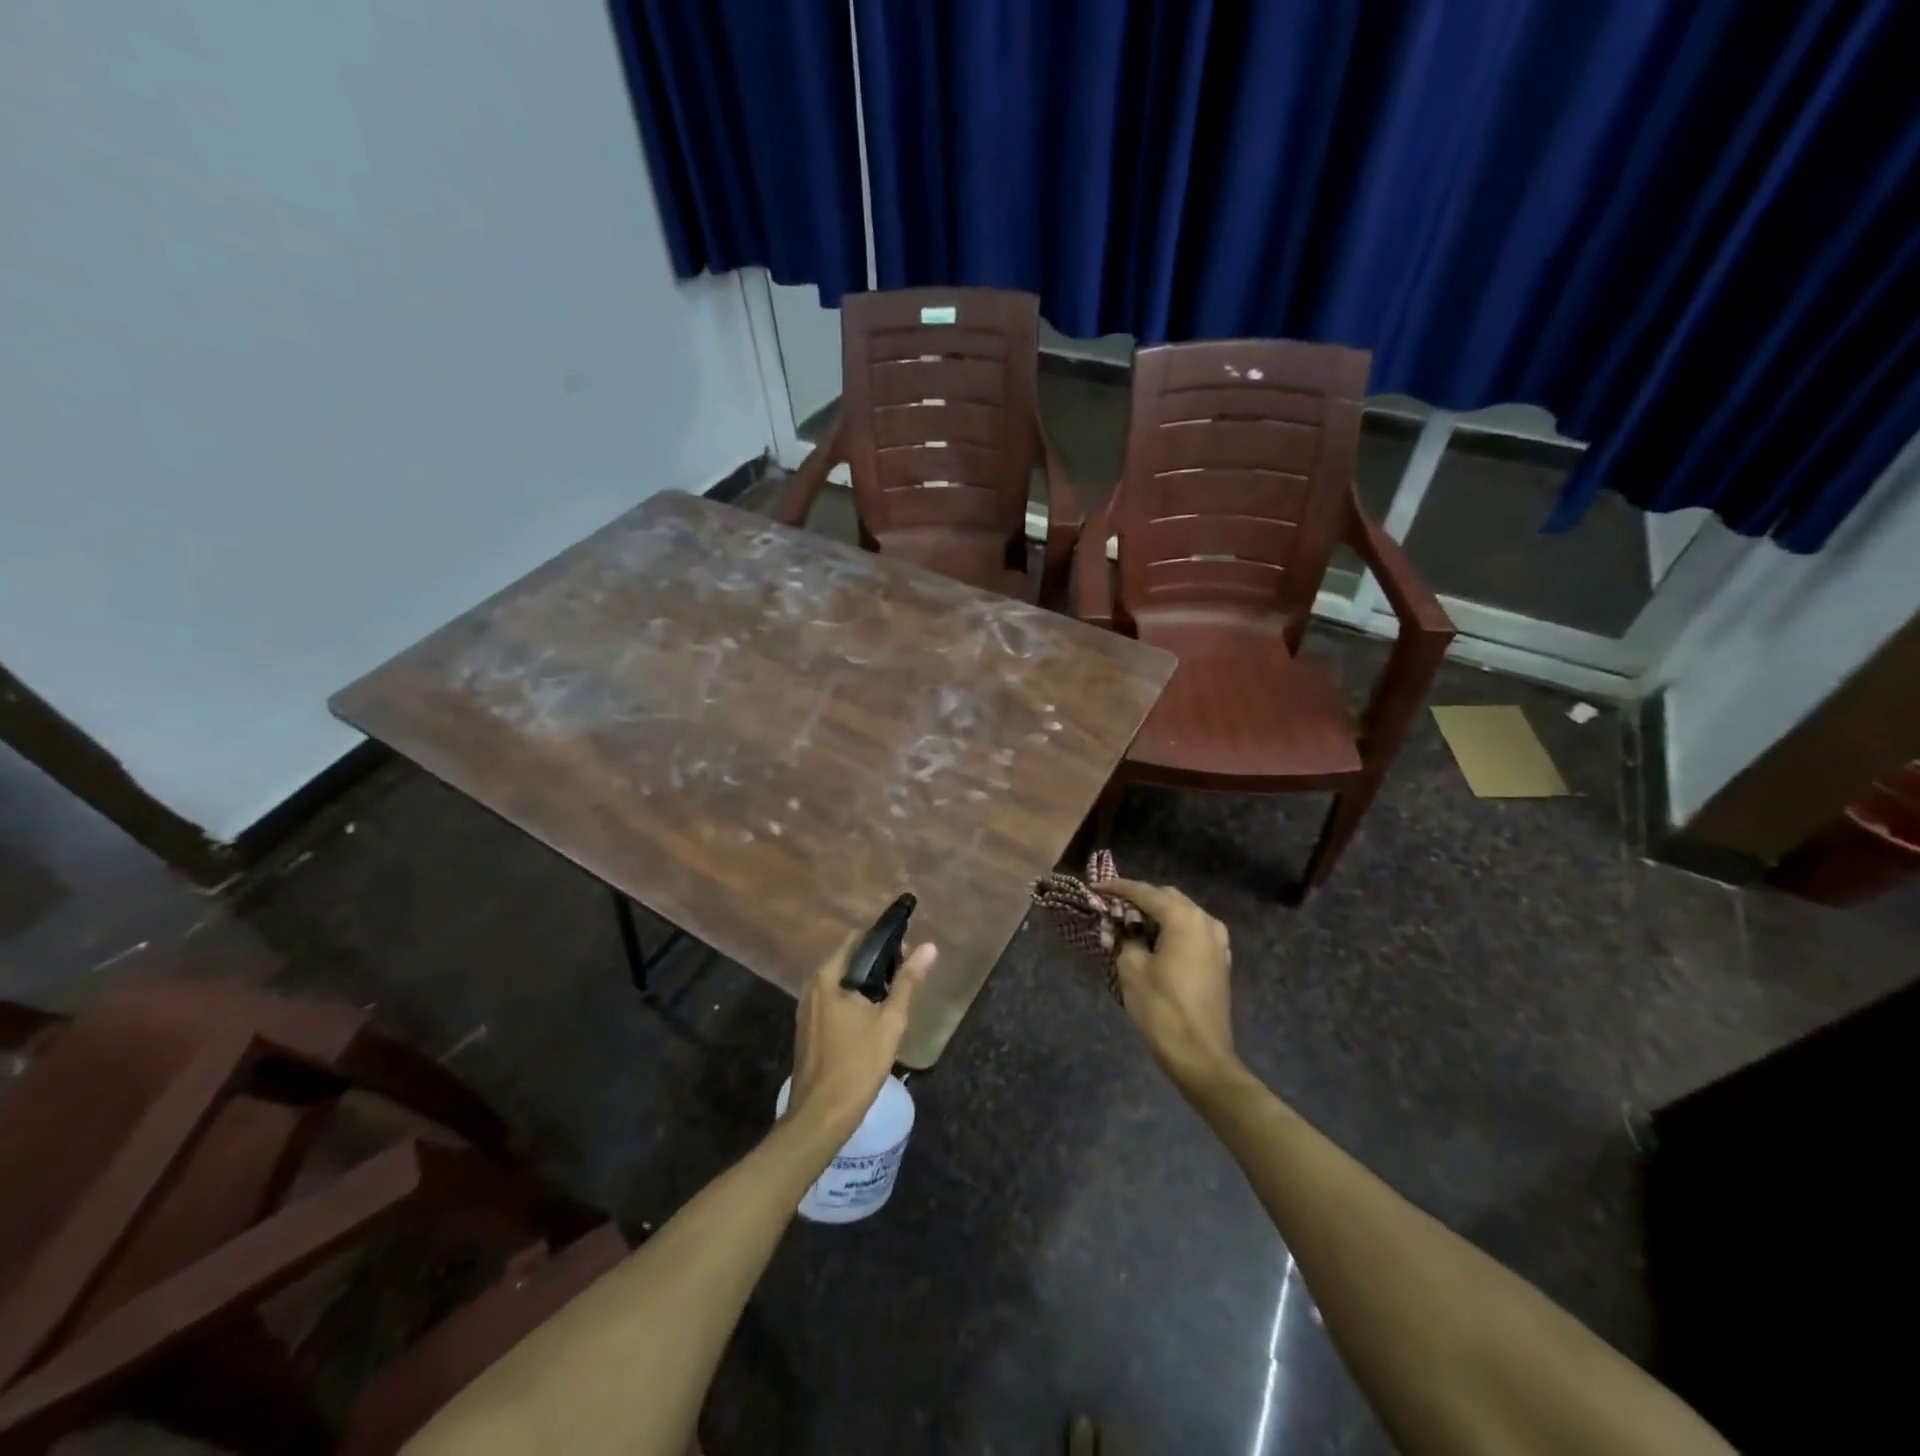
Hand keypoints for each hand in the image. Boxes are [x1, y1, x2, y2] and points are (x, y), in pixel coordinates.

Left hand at [787, 929, 936, 1141]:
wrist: (821, 1115)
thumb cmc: (857, 1064)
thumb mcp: (890, 1021)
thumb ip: (908, 981)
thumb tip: (929, 947)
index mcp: (828, 977)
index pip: (857, 939)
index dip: (884, 939)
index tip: (908, 948)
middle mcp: (813, 985)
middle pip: (849, 958)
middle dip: (878, 961)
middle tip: (907, 973)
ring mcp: (807, 1007)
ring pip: (841, 980)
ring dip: (866, 980)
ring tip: (895, 993)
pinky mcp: (809, 1026)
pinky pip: (834, 998)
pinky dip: (854, 997)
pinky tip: (873, 1014)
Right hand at [1103, 880, 1237, 1088]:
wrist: (1201, 1055)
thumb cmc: (1162, 1009)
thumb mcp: (1132, 968)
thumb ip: (1126, 937)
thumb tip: (1126, 928)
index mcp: (1184, 918)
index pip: (1145, 892)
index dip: (1117, 887)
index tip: (1095, 887)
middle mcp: (1206, 921)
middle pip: (1167, 898)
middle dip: (1139, 898)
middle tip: (1112, 906)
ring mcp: (1218, 941)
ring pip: (1182, 914)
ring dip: (1156, 914)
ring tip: (1129, 923)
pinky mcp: (1220, 960)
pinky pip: (1192, 932)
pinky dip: (1171, 930)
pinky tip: (1154, 941)